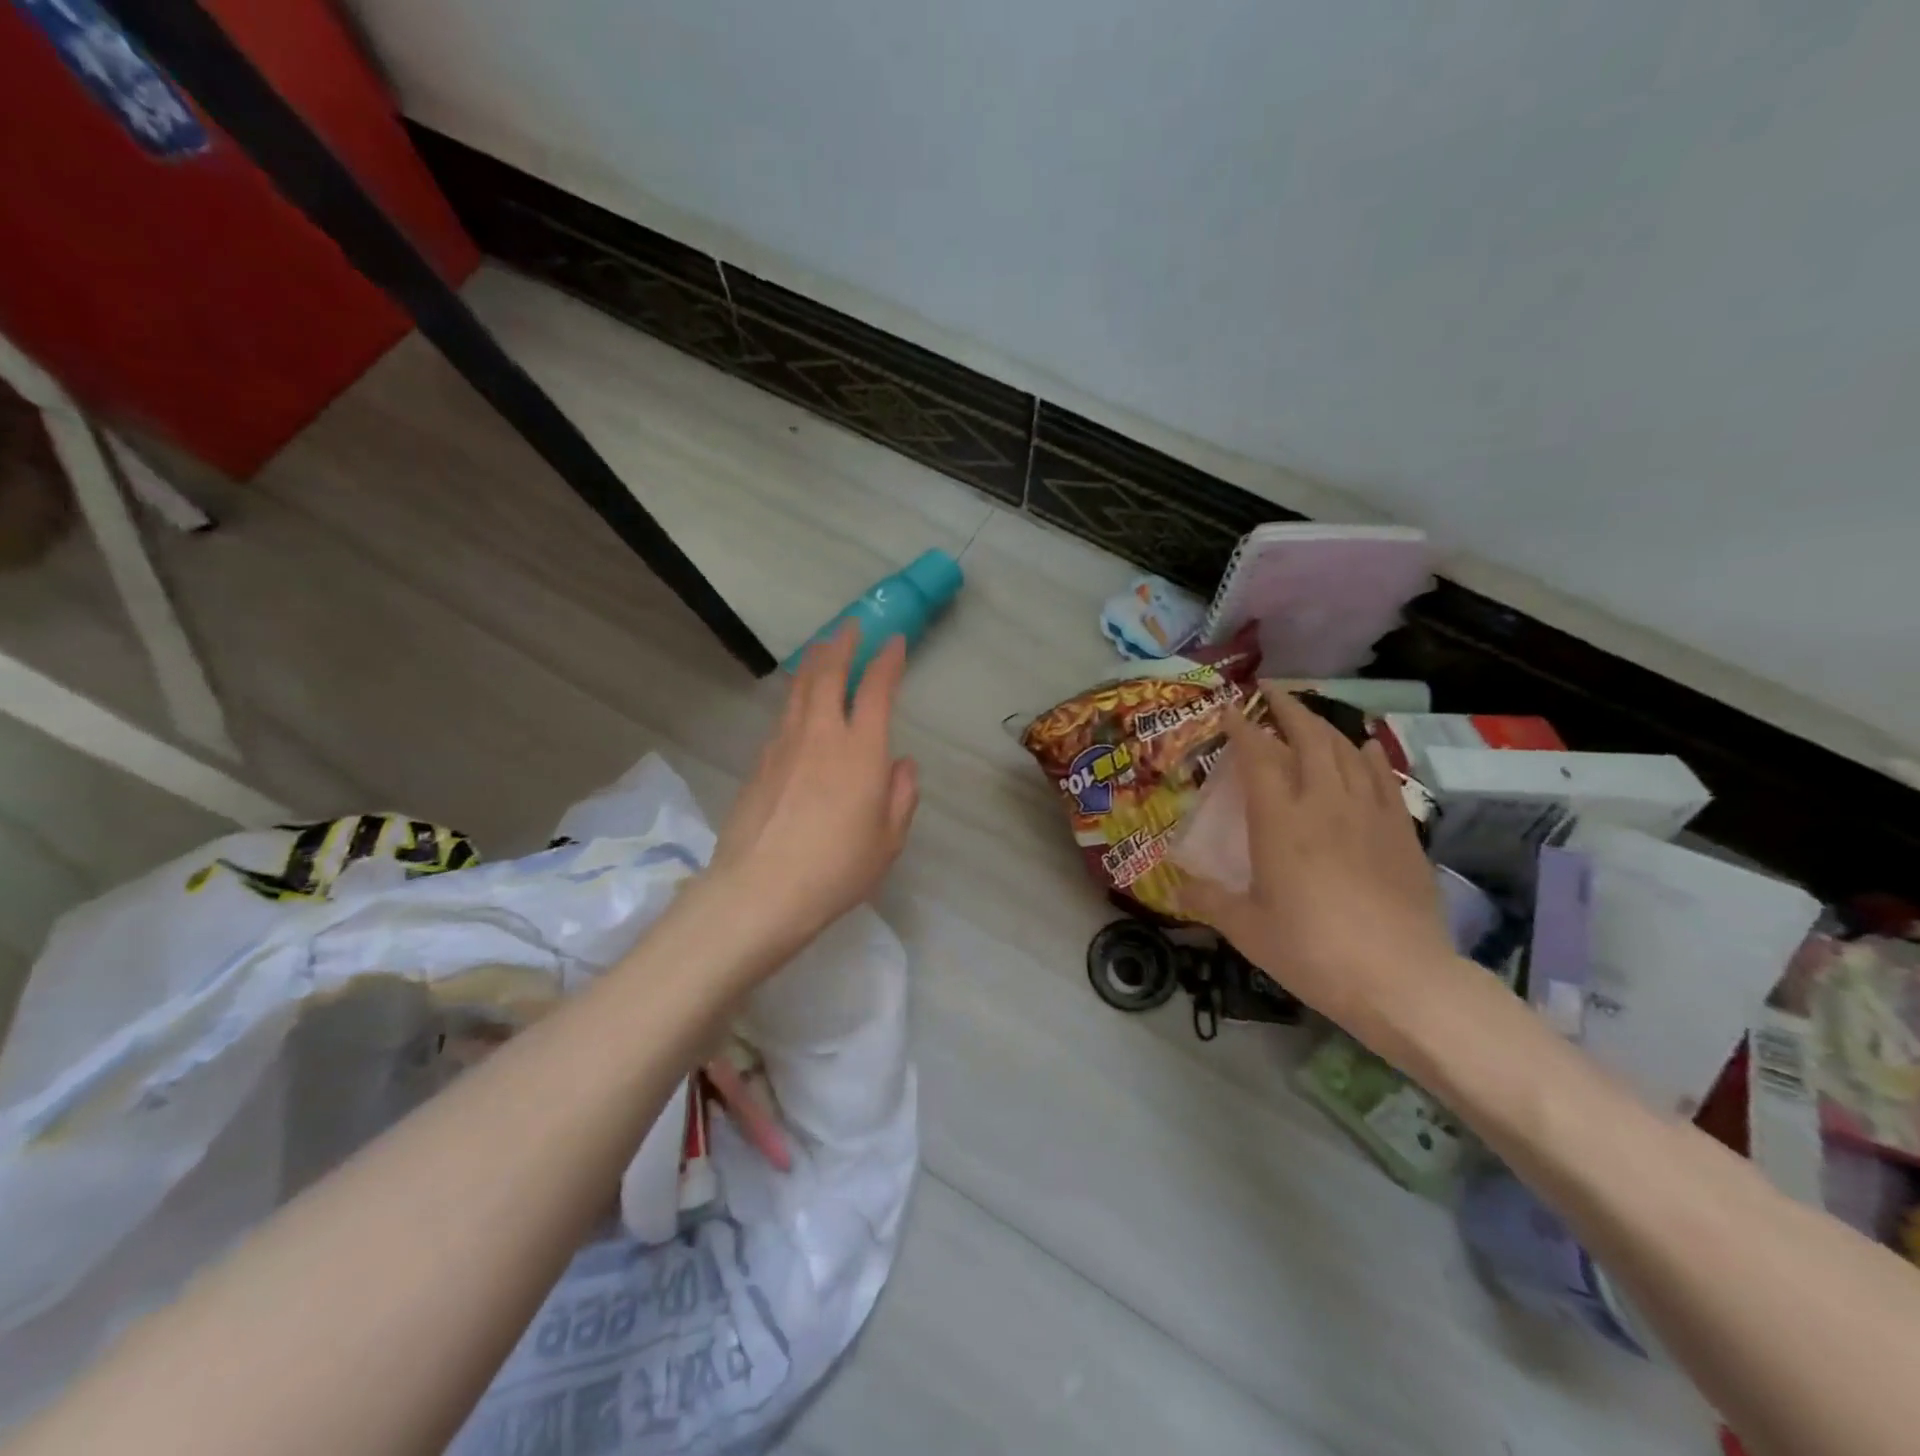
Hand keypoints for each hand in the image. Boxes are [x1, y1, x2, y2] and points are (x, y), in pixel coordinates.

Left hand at [707, 621, 918, 957]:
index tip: (894, 641)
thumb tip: (902, 764)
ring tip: (822, 652)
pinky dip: (796, 699)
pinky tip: (798, 708)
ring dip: (814, 664)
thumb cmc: (836, 868)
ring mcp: (783, 746)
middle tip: (850, 628)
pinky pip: (782, 717)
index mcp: (860, 750)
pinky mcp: (758, 763)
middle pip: (827, 674)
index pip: (875, 689)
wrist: (759, 891)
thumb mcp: (888, 840)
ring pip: (799, 690)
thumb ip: (901, 796)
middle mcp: (820, 735)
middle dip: (842, 645)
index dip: (886, 661)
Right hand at [1179, 695, 1457, 1041]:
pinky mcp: (1401, 832)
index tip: (1229, 708)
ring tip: (1309, 717)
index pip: (1258, 757)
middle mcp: (1324, 803)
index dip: (1242, 727)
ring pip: (1346, 751)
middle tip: (1270, 691)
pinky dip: (1368, 755)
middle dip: (1287, 708)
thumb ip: (1210, 900)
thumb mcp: (1248, 930)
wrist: (1402, 979)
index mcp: (1280, 822)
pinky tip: (1364, 747)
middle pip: (1308, 738)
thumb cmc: (1313, 951)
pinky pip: (1383, 778)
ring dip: (1325, 726)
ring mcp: (1368, 814)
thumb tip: (1176, 885)